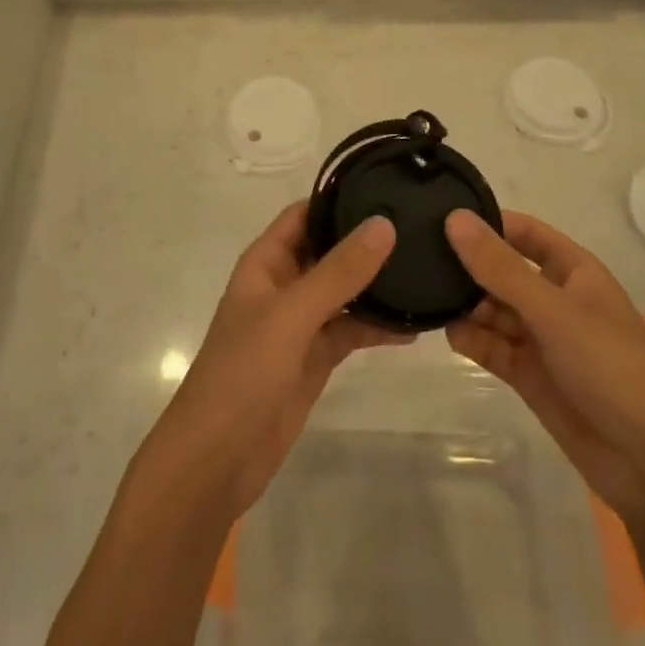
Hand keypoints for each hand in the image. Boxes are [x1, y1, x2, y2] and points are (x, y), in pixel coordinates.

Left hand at [140, 201, 411, 521]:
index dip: (339, 198)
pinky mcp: (316, 358)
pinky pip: (351, 330)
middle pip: (329, 249)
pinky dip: (378, 326)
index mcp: (266, 262)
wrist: (217, 459)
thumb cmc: (243, 373)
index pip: (305, 214)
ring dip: (378, 284)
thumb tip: (384, 224)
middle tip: (421, 226)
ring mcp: (301, 322)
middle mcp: (284, 284)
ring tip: (427, 269)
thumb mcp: (292, 315)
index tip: (387, 185)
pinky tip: (416, 324)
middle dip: (367, 240)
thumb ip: (338, 272)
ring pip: (345, 291)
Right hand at [443, 209, 644, 524]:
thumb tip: (454, 219)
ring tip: (431, 299)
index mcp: (575, 272)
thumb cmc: (613, 369)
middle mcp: (556, 300)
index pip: (525, 233)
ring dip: (467, 305)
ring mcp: (543, 340)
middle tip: (421, 260)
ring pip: (494, 310)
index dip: (490, 223)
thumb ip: (501, 268)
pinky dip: (473, 340)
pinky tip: (451, 334)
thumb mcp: (554, 311)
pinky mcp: (531, 377)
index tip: (442, 217)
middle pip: (504, 271)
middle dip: (470, 267)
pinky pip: (494, 347)